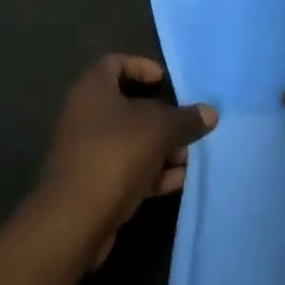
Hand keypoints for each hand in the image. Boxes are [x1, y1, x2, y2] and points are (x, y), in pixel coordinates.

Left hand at [39, 55, 216, 262]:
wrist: (73, 222)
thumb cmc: (115, 155)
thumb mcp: (159, 130)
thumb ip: (186, 119)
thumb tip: (210, 112)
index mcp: (92, 89)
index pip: (116, 62)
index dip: (142, 66)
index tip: (165, 82)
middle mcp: (84, 115)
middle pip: (128, 105)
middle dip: (162, 117)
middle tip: (187, 125)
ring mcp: (86, 151)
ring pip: (130, 140)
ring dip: (161, 148)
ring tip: (189, 158)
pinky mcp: (91, 184)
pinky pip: (125, 169)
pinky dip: (150, 172)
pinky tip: (178, 181)